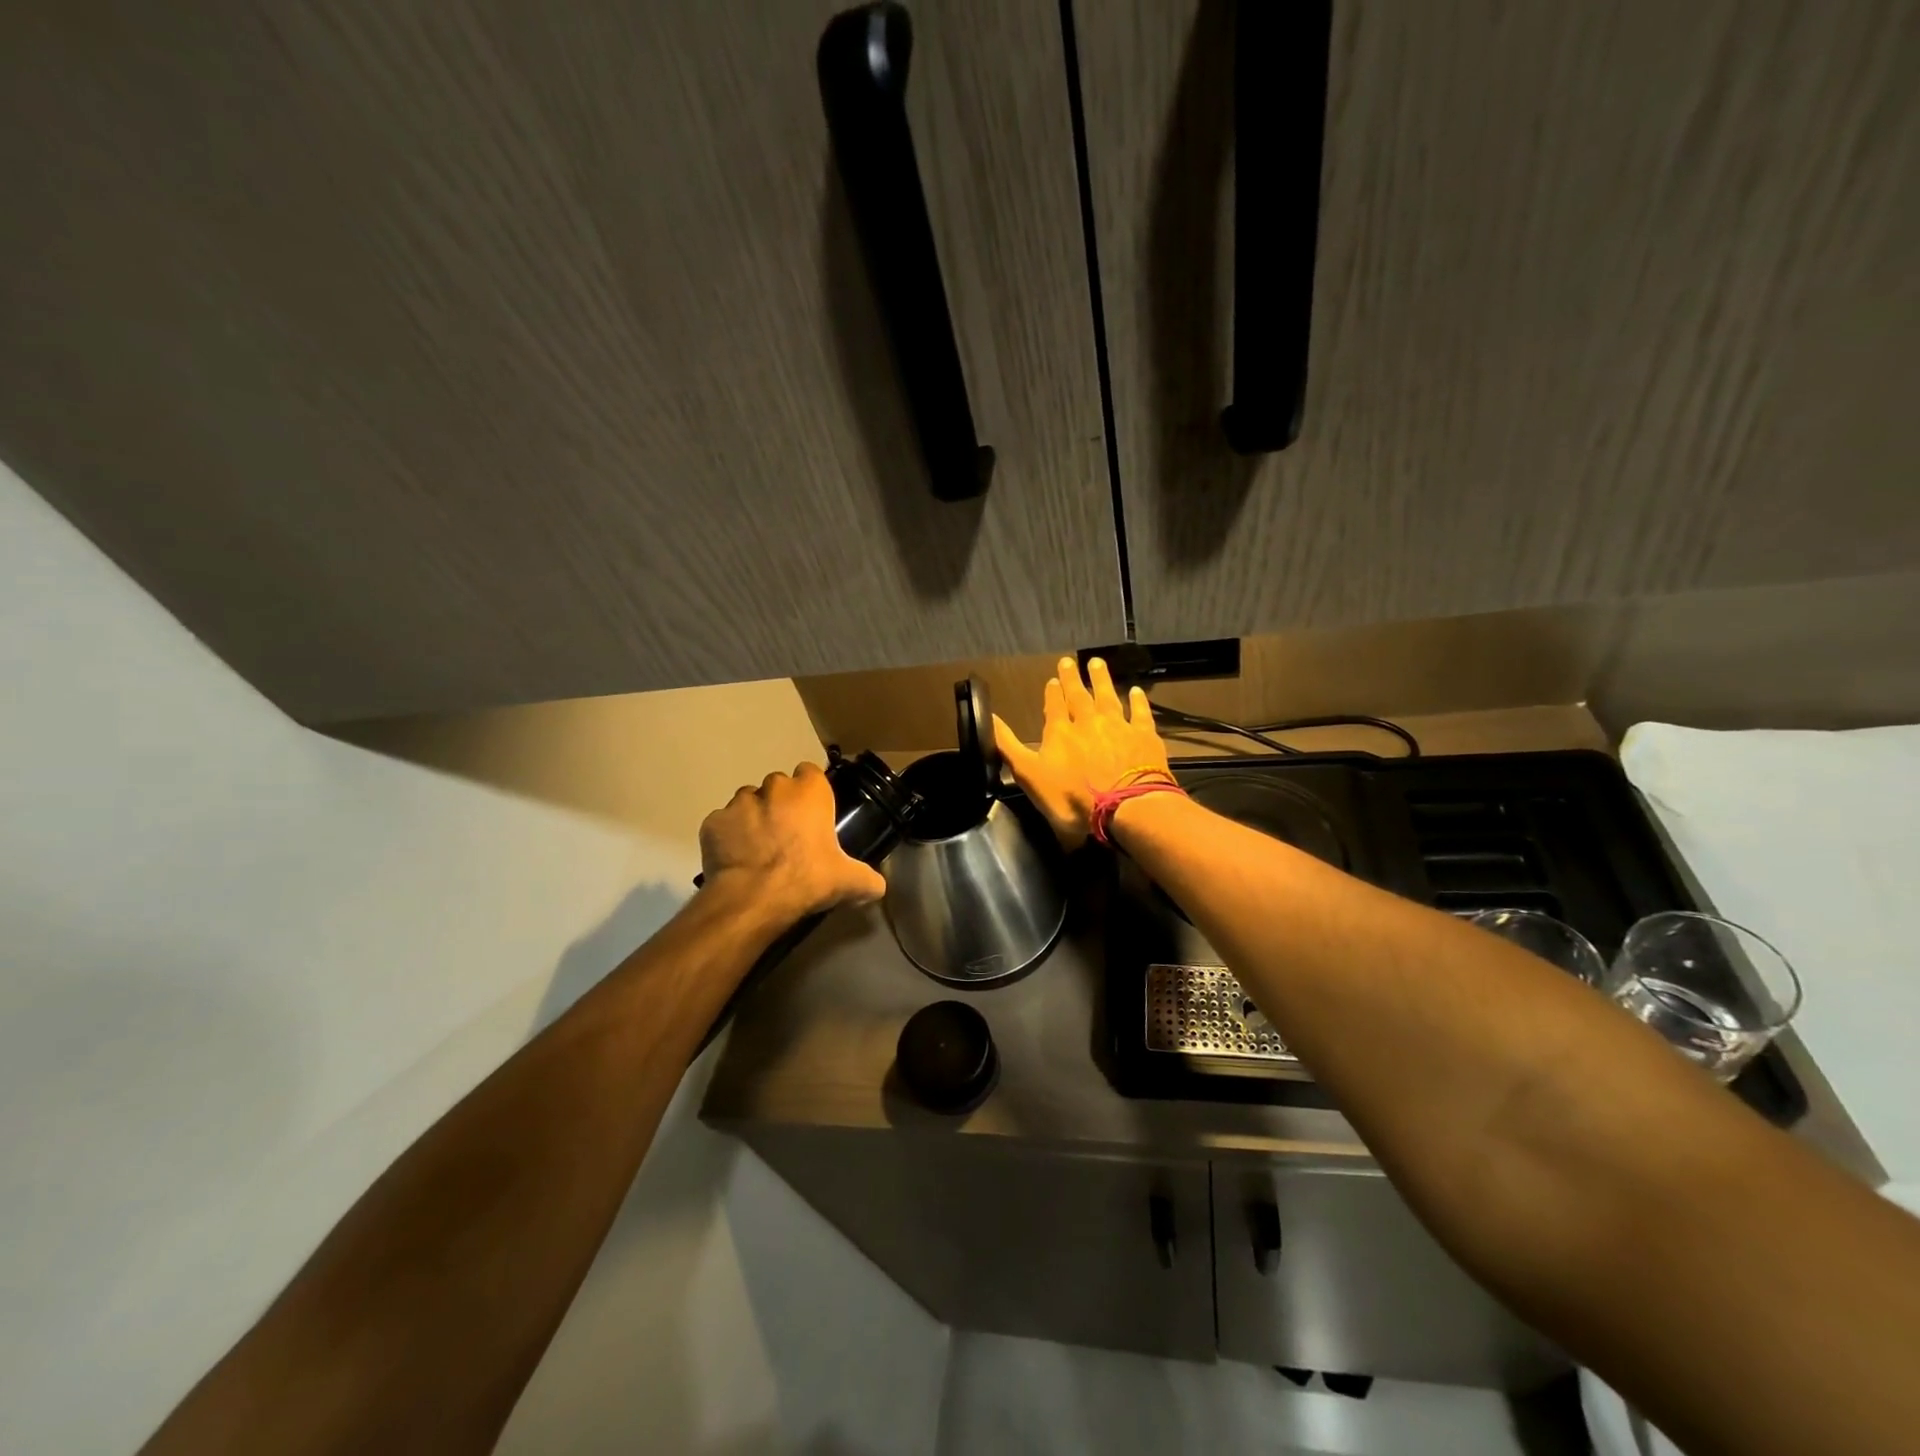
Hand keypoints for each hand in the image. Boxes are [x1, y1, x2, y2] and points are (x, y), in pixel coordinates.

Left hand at [699, 763, 886, 922]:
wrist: (753, 898)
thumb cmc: (807, 878)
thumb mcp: (848, 881)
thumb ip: (868, 879)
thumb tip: (878, 886)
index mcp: (808, 792)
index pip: (810, 773)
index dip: (811, 791)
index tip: (813, 814)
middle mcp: (773, 787)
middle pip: (778, 786)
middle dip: (781, 804)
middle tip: (788, 835)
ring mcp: (738, 803)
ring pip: (747, 802)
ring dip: (753, 817)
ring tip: (759, 848)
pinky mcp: (712, 822)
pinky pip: (722, 824)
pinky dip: (728, 837)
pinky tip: (735, 860)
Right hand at [993, 656, 1171, 847]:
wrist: (1125, 808)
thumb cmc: (1073, 799)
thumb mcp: (1029, 775)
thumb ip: (1008, 746)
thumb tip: (988, 717)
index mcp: (1060, 733)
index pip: (1054, 707)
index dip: (1052, 694)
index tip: (1052, 680)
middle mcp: (1088, 723)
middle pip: (1079, 696)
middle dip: (1073, 679)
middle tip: (1069, 662)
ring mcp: (1118, 727)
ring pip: (1108, 697)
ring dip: (1101, 680)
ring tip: (1097, 663)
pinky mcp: (1144, 737)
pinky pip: (1140, 713)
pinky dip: (1138, 701)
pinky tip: (1136, 691)